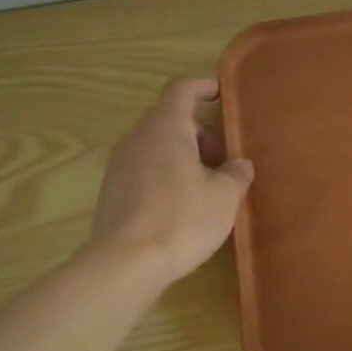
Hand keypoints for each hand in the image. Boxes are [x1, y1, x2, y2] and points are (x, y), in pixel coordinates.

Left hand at [87, 77, 253, 284]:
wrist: (125, 264)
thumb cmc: (181, 219)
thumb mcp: (225, 196)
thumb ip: (237, 173)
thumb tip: (239, 164)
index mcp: (165, 127)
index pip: (182, 89)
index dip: (204, 86)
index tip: (222, 93)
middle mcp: (137, 138)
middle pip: (171, 120)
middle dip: (201, 133)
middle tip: (226, 158)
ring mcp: (120, 165)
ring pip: (158, 146)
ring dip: (185, 156)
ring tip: (209, 185)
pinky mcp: (113, 192)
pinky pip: (146, 170)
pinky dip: (167, 175)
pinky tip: (184, 206)